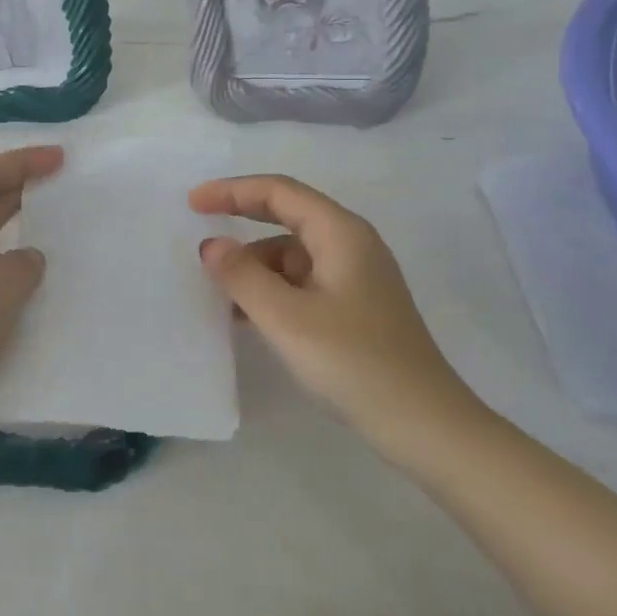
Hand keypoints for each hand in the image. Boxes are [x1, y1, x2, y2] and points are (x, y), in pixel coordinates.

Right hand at [189, 174, 481, 450]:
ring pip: (292, 254)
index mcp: (340, 233)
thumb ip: (243, 276)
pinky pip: (302, 282)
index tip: (192, 203)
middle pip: (287, 215)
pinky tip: (246, 315)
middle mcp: (350, 244)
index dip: (232, 191)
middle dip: (241, 218)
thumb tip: (212, 245)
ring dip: (254, 265)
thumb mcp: (287, 318)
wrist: (424, 424)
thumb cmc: (354, 363)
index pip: (279, 192)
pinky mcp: (355, 307)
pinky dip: (271, 290)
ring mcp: (355, 276)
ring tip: (216, 291)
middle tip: (198, 227)